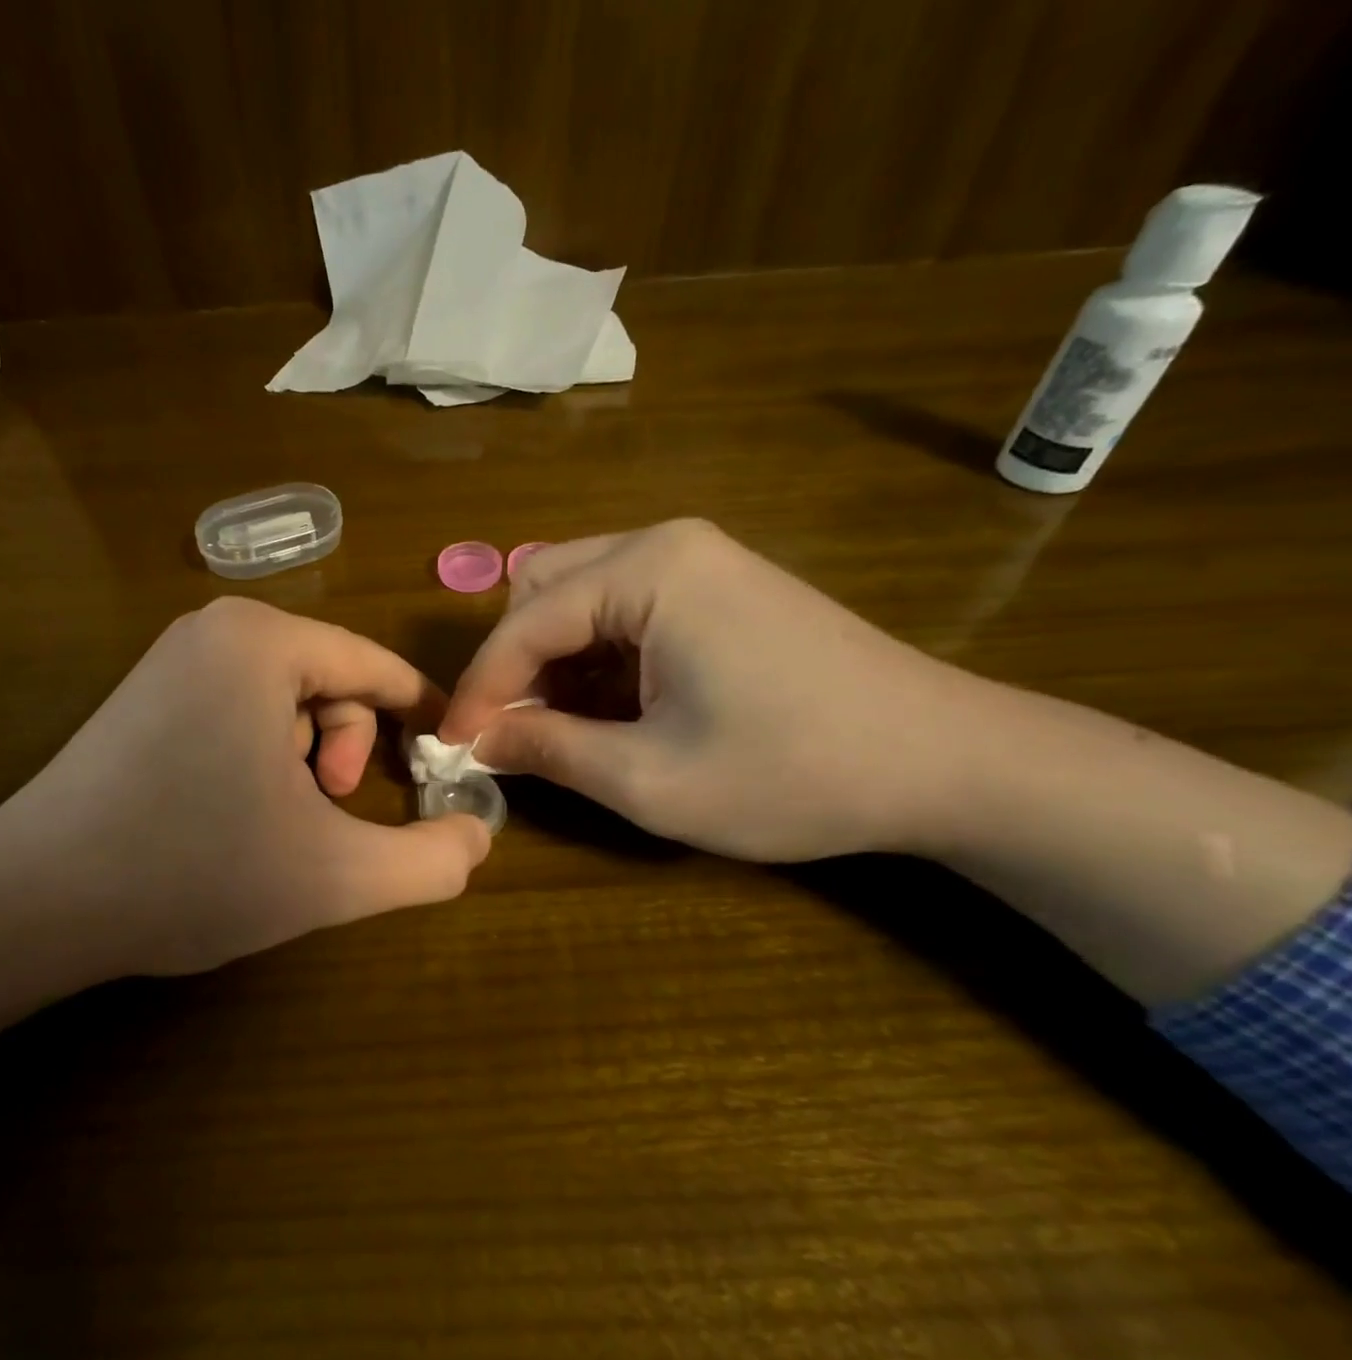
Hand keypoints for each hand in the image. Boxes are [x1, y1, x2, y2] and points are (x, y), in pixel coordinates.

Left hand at [0, 598, 489, 1086]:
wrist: (31, 903)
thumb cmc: (192, 872)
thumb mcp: (334, 875)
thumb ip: (428, 861)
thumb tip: (479, 838)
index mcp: (263, 642)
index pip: (377, 667)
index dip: (423, 716)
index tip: (447, 761)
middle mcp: (215, 629)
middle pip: (332, 680)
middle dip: (349, 748)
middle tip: (331, 808)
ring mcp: (171, 659)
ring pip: (286, 700)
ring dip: (307, 759)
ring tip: (281, 818)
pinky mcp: (142, 694)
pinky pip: (238, 710)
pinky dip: (262, 757)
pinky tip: (234, 811)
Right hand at [440, 518, 981, 861]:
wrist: (944, 761)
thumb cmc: (793, 771)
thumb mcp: (650, 778)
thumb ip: (548, 750)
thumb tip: (478, 740)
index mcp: (648, 571)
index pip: (525, 623)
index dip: (480, 689)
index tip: (452, 746)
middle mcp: (667, 544)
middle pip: (543, 589)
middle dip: (515, 662)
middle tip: (511, 732)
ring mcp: (701, 560)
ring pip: (581, 596)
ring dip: (554, 660)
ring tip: (559, 728)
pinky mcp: (722, 587)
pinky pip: (626, 609)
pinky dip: (597, 657)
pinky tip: (610, 709)